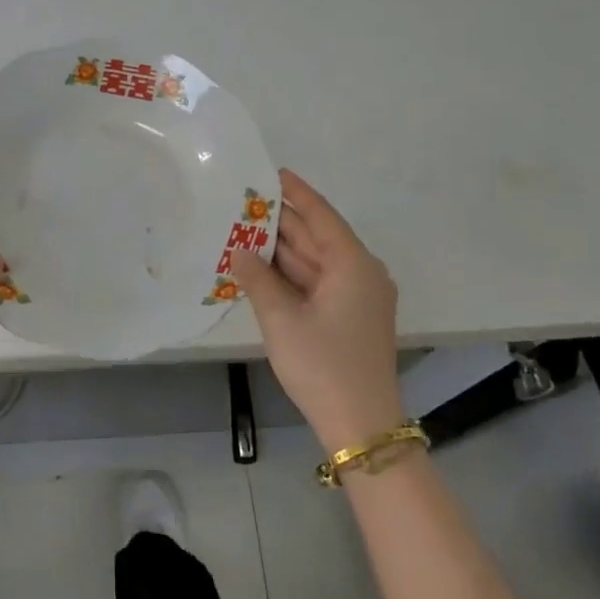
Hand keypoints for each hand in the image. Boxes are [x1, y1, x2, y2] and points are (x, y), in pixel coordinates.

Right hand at [231, 169, 403, 452]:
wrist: (360, 425)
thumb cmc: (322, 365)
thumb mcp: (282, 319)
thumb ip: (258, 279)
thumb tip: (239, 250)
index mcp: (353, 265)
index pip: (321, 216)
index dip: (296, 193)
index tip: (272, 173)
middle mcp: (360, 273)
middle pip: (317, 237)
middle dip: (281, 222)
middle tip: (243, 202)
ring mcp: (357, 297)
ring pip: (315, 261)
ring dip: (282, 250)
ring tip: (243, 229)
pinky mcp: (349, 317)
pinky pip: (317, 282)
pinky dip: (290, 274)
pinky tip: (260, 267)